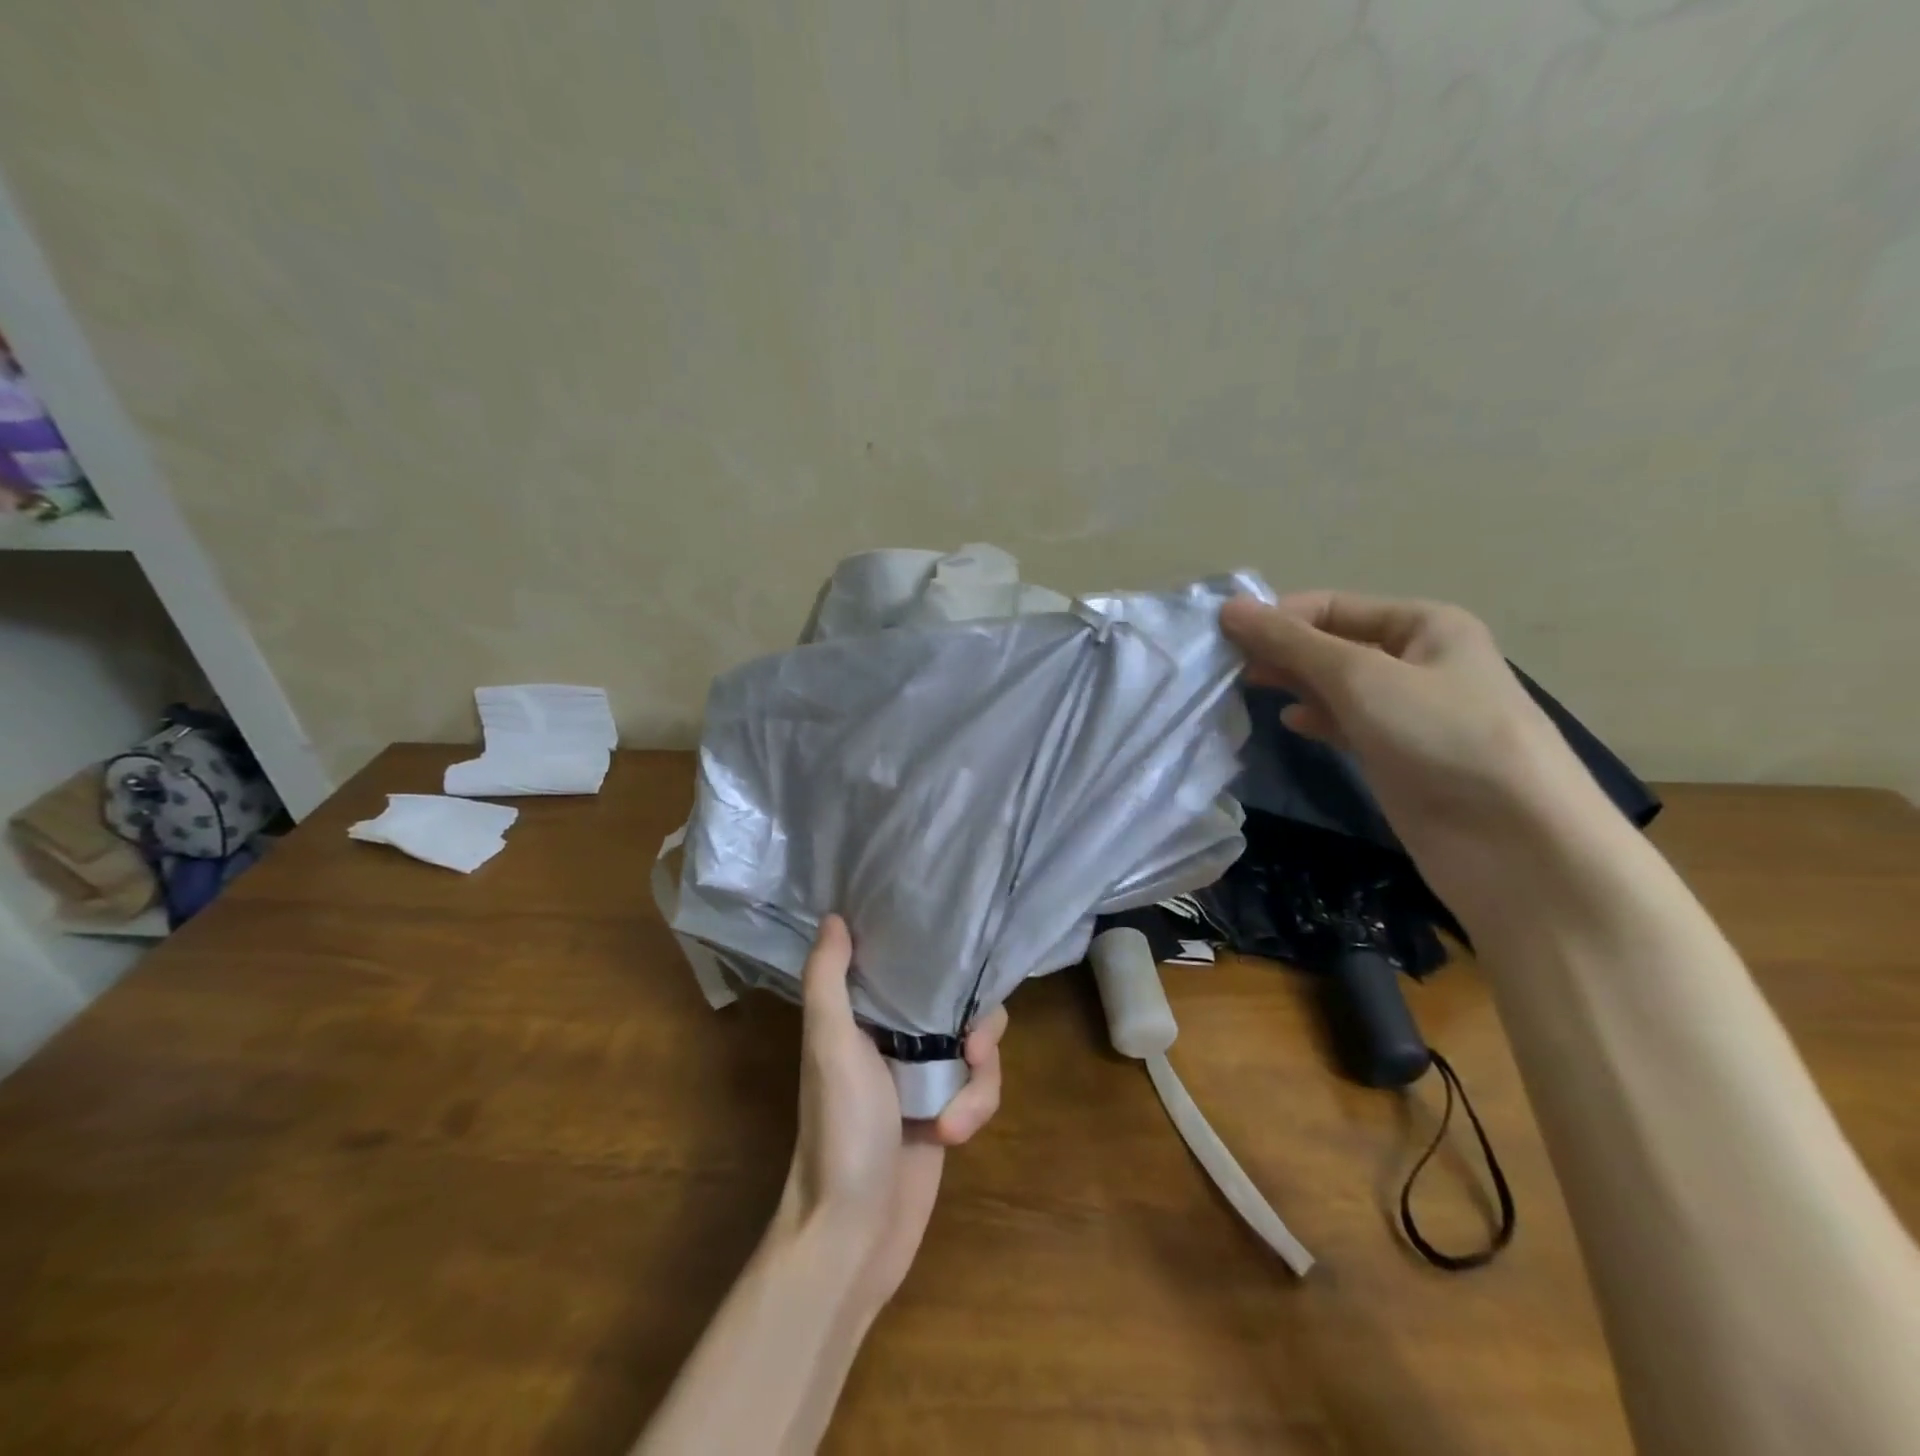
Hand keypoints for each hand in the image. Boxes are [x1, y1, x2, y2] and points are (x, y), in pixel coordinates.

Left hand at [778, 914, 1007, 1309]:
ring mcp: (926, 1077)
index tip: (964, 961)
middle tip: (973, 1048)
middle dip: (978, 1027)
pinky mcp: (948, 1112)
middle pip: (961, 1004)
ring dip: (980, 1081)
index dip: (941, 959)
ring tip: (956, 1117)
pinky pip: (982, 1089)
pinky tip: (954, 1136)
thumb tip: (834, 916)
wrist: (852, 1235)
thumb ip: (828, 980)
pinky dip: (977, 1109)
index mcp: (865, 1015)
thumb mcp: (829, 1047)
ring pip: (979, 1048)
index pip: (913, 966)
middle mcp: (897, 1038)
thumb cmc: (839, 1132)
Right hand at [1219, 591, 1592, 906]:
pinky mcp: (1399, 755)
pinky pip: (1347, 723)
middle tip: (1224, 668)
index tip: (1221, 637)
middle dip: (1281, 651)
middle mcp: (1419, 661)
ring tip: (1244, 690)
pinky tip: (1288, 722)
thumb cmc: (1441, 738)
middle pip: (1333, 644)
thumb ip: (1291, 643)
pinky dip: (1316, 718)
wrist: (1514, 844)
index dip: (1277, 617)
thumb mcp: (1360, 677)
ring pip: (1337, 686)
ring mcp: (1410, 712)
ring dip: (1293, 684)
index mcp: (1424, 625)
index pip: (1332, 606)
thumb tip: (1229, 608)